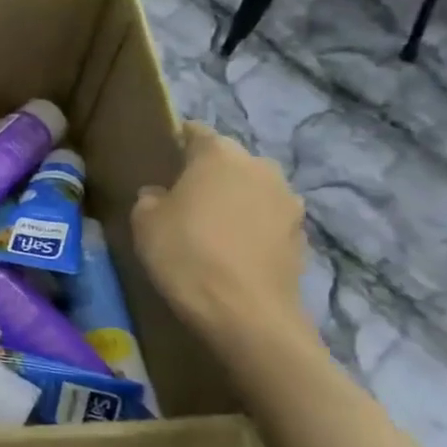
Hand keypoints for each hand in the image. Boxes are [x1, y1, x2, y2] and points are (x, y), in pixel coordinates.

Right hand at [130, 122, 307, 342]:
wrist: (246, 314)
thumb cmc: (187, 255)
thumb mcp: (144, 223)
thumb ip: (150, 198)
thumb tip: (161, 195)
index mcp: (219, 154)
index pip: (195, 132)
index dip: (177, 143)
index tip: (162, 161)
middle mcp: (259, 166)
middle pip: (228, 160)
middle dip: (208, 174)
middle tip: (183, 199)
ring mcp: (287, 200)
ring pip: (251, 189)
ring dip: (234, 200)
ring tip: (211, 228)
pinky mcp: (301, 234)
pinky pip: (267, 219)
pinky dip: (251, 227)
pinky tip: (233, 251)